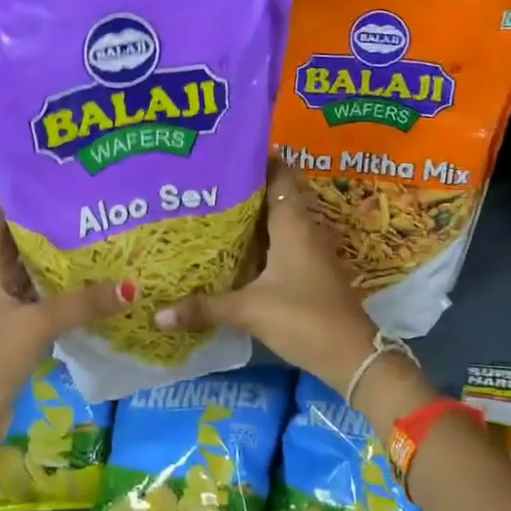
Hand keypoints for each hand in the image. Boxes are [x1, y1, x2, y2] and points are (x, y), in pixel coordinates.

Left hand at [0, 199, 132, 490]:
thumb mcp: (39, 326)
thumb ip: (83, 303)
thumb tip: (132, 286)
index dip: (23, 197)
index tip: (61, 185)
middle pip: (12, 238)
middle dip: (47, 226)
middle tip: (89, 210)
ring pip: (21, 266)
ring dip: (51, 257)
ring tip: (93, 237)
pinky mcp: (0, 320)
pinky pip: (27, 290)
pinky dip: (50, 284)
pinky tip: (83, 280)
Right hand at [151, 163, 378, 383]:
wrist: (352, 356)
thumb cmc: (304, 318)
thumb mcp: (250, 310)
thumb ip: (204, 308)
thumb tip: (158, 314)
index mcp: (293, 223)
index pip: (279, 174)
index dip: (254, 160)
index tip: (221, 154)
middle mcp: (302, 229)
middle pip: (273, 196)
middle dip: (241, 189)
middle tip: (203, 184)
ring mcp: (308, 251)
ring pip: (275, 222)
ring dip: (249, 218)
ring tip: (209, 211)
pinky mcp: (308, 272)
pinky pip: (279, 244)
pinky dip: (257, 242)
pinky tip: (231, 251)